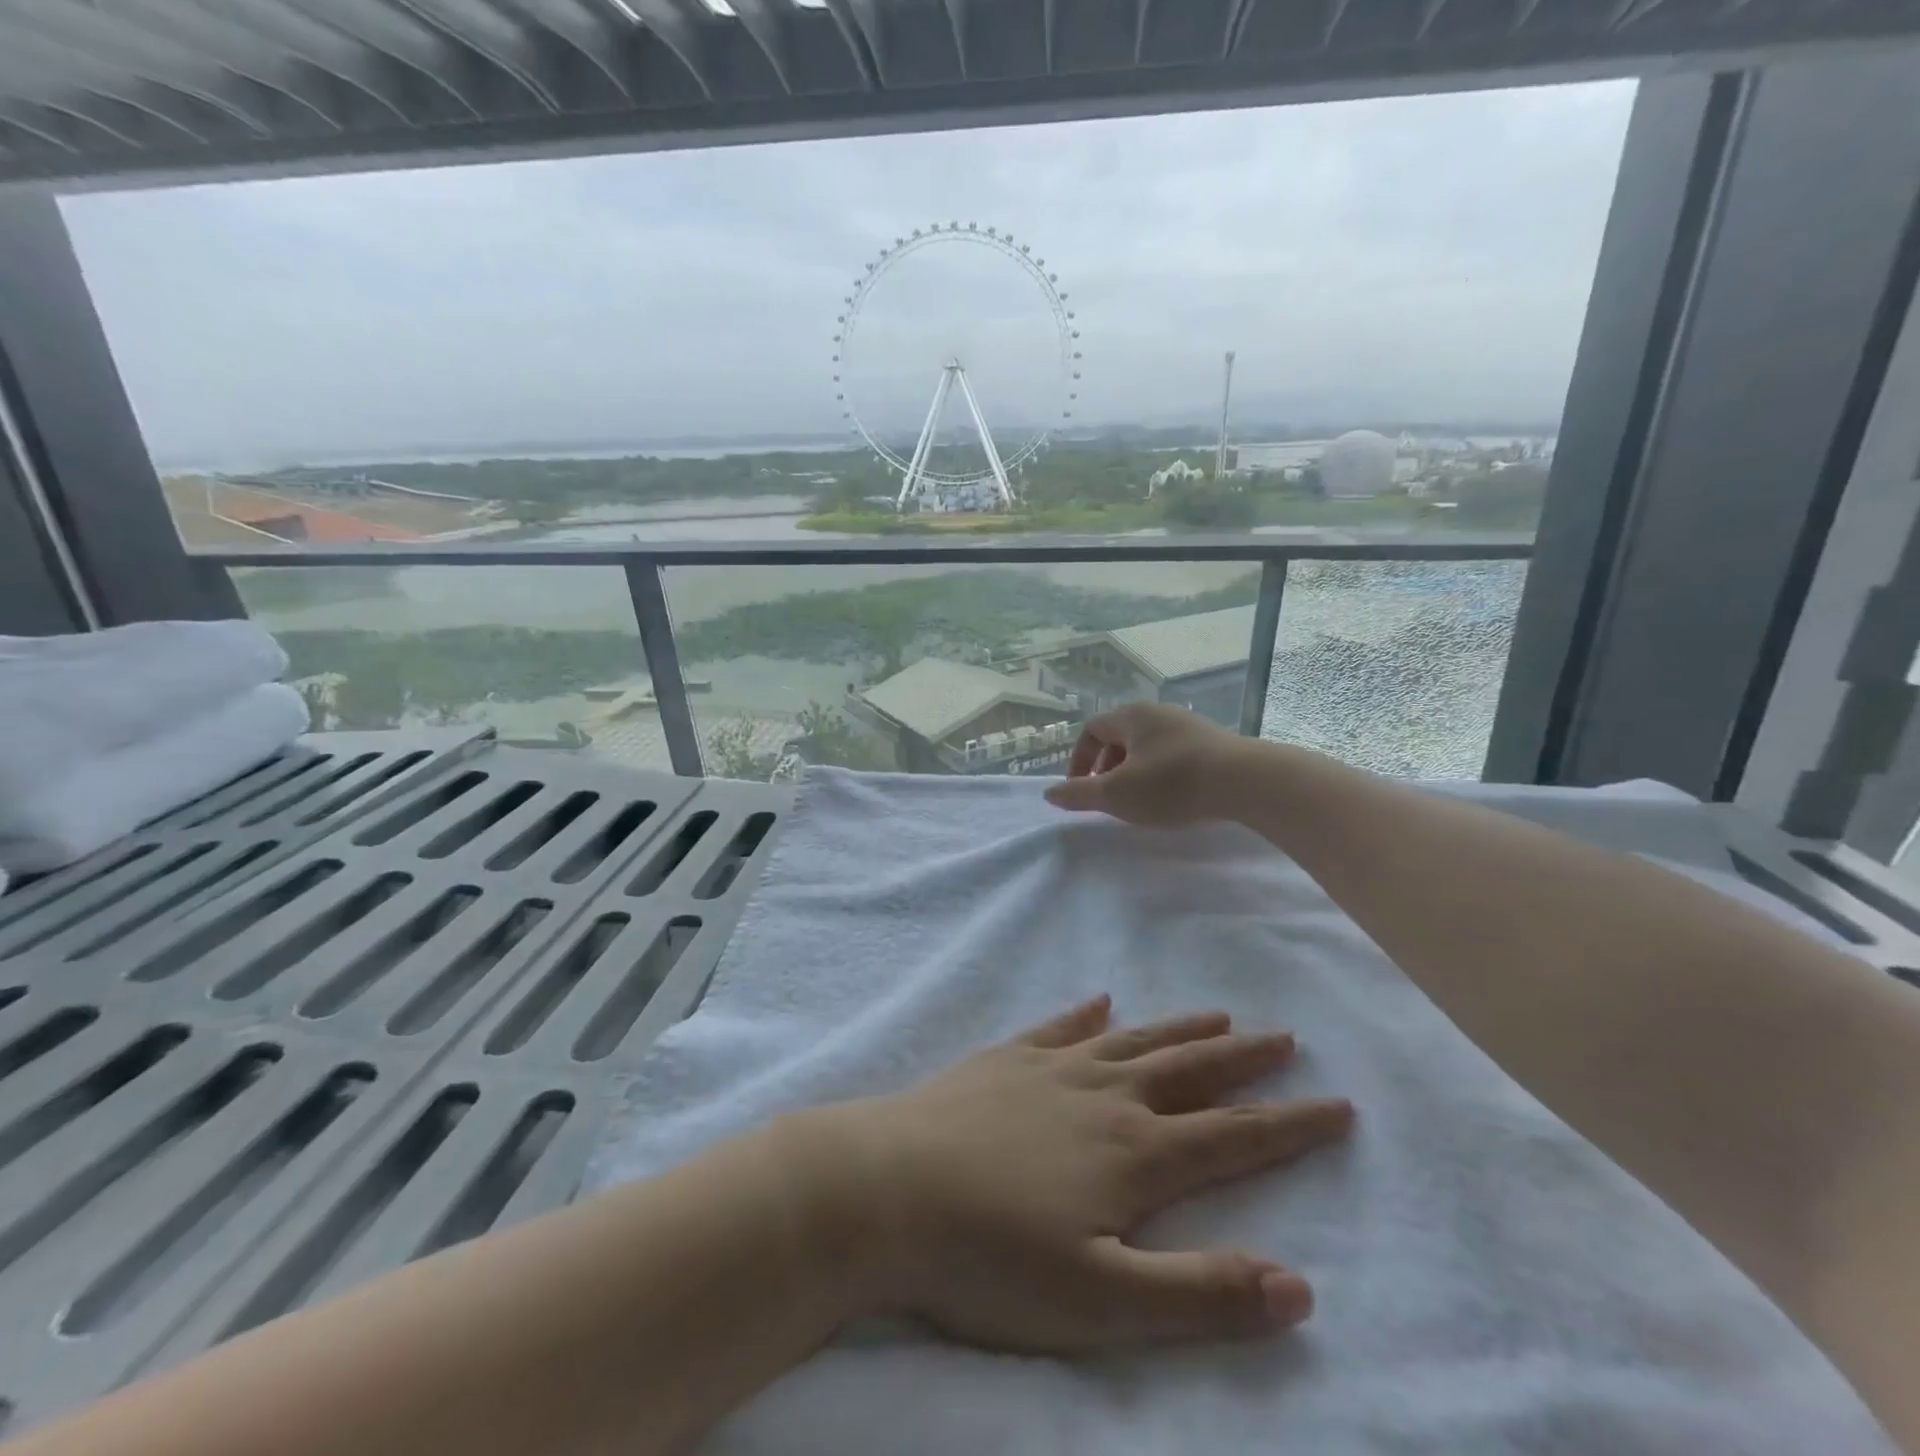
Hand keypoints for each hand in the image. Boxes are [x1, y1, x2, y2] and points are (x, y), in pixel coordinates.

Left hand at [814, 995, 1352, 1351]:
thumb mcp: (1103, 1302)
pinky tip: (1099, 1001)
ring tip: (1218, 1014)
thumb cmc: (992, 1258)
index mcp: (1134, 1155)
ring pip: (1133, 1042)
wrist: (890, 1189)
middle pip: (1188, 1072)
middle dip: (1243, 1059)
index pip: (1233, 1136)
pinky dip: (1085, 1014)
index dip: (1291, 1124)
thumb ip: (1200, 1293)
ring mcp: (1051, 1070)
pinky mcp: (1005, 1060)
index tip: (1338, 1103)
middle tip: (1284, 1036)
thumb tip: (1300, 1287)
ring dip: (1178, 1029)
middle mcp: (1103, 1097)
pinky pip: (1058, 1027)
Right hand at [1045, 702, 1250, 826]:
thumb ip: (1079, 794)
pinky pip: (1173, 754)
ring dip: (1134, 772)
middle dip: (1107, 767)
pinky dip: (1161, 773)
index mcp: (1131, 716)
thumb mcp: (1116, 794)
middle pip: (1120, 736)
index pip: (1092, 730)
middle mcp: (1158, 712)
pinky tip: (1173, 797)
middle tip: (1109, 797)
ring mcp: (1188, 725)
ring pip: (1147, 746)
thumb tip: (1050, 793)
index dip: (1079, 759)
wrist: (1246, 781)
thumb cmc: (1171, 784)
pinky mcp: (1212, 742)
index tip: (1081, 789)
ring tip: (1140, 800)